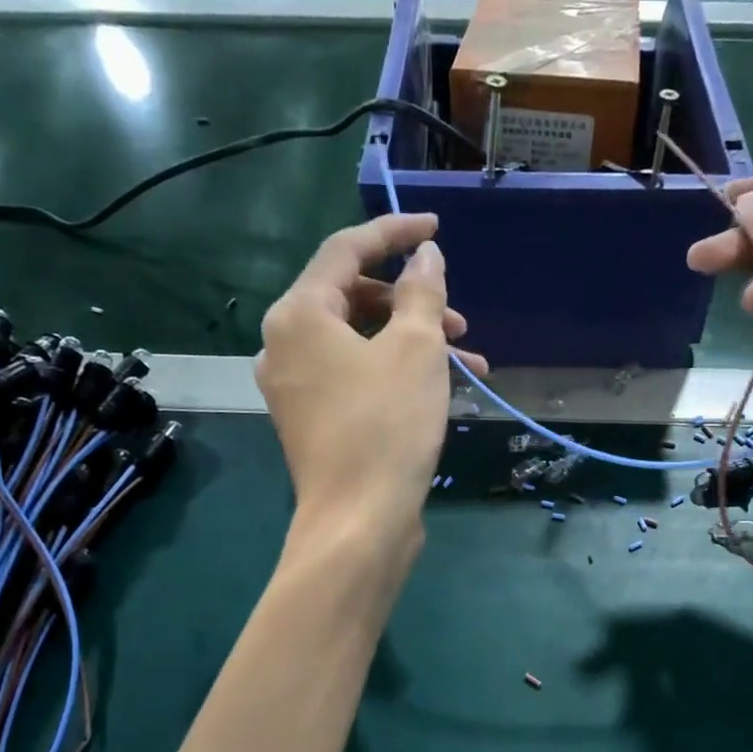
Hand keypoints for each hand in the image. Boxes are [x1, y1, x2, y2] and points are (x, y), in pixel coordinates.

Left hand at [257, 213, 485, 550]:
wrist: (360, 522)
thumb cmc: (388, 426)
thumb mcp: (417, 349)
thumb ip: (422, 291)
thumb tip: (425, 255)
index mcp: (298, 315)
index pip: (345, 250)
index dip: (394, 232)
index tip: (436, 229)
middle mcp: (284, 345)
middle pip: (352, 299)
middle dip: (412, 304)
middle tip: (459, 321)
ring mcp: (294, 388)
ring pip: (359, 344)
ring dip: (413, 344)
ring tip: (468, 365)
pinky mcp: (311, 422)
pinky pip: (354, 378)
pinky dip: (394, 374)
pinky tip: (439, 392)